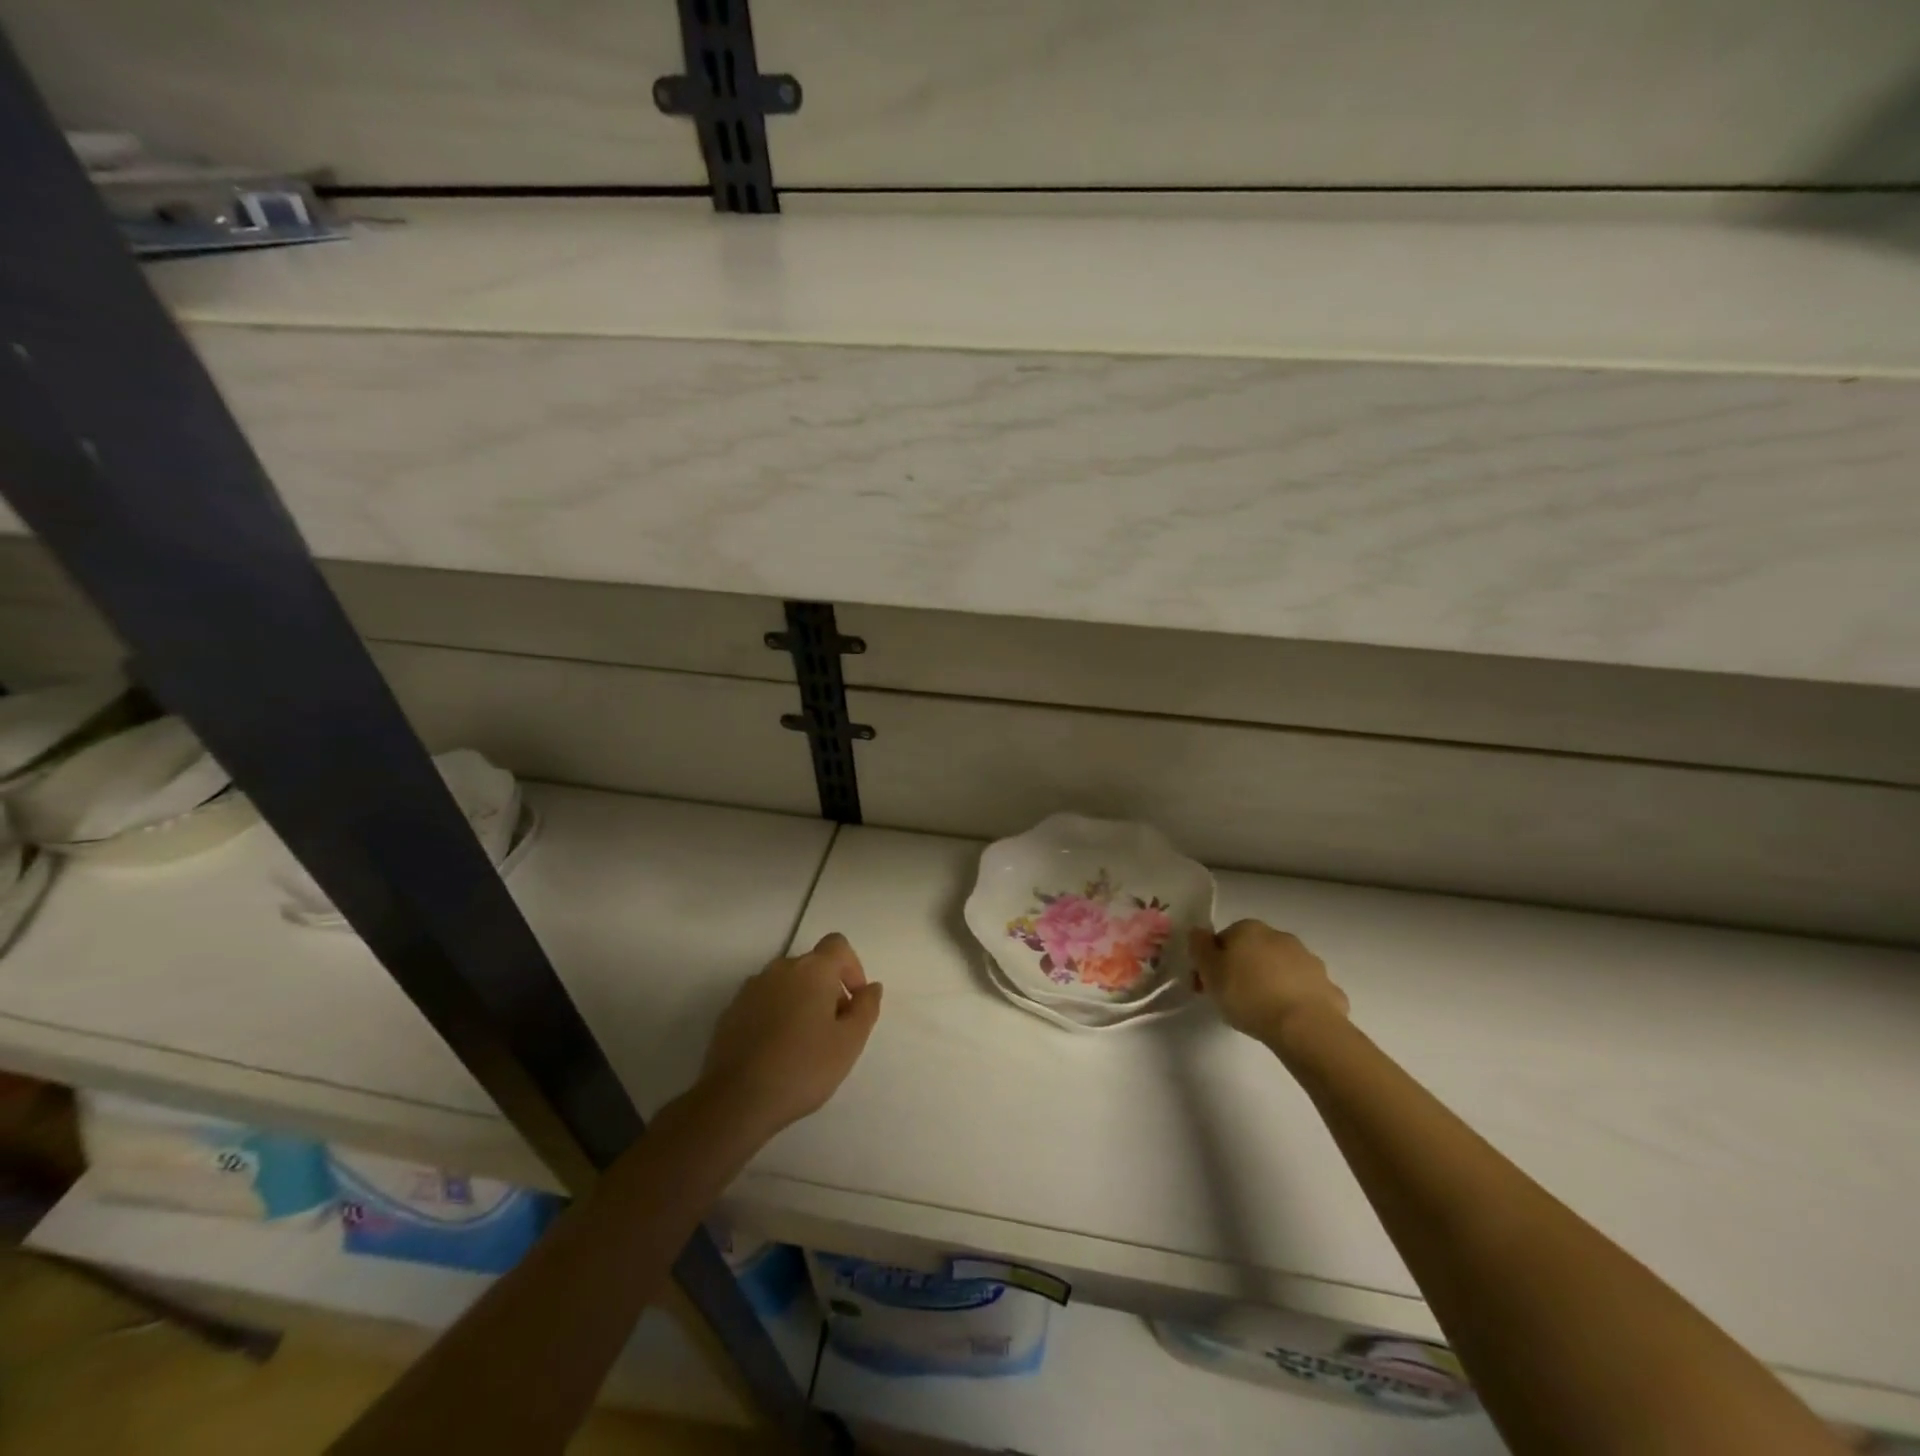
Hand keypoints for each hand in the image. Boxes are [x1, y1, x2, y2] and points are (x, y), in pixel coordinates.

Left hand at [696, 932, 882, 1137]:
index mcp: (813, 969)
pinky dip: (775, 1015)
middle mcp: (780, 969)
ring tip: (804, 1043)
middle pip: (812, 965)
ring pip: (786, 984)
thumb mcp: (850, 1042)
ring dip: (801, 1001)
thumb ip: (866, 1008)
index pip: (838, 945)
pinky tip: (776, 1050)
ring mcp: (751, 988)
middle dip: (828, 989)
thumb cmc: (803, 1067)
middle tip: (833, 1030)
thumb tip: (871, 987)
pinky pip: (763, 1002)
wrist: (736, 1099)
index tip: (854, 1002)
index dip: (852, 968)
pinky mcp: (731, 1011)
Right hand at [1190, 920, 1347, 1045]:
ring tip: (1262, 1012)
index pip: (1224, 938)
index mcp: (1249, 929)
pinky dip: (1296, 1000)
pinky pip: (1305, 990)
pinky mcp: (1329, 987)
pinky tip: (1289, 1020)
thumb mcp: (1209, 971)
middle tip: (1234, 999)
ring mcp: (1309, 960)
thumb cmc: (1247, 995)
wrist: (1304, 1026)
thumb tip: (1198, 932)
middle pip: (1254, 951)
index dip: (1214, 961)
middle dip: (1244, 969)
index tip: (1209, 985)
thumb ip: (1199, 947)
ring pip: (1282, 969)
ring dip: (1272, 982)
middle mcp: (1280, 937)